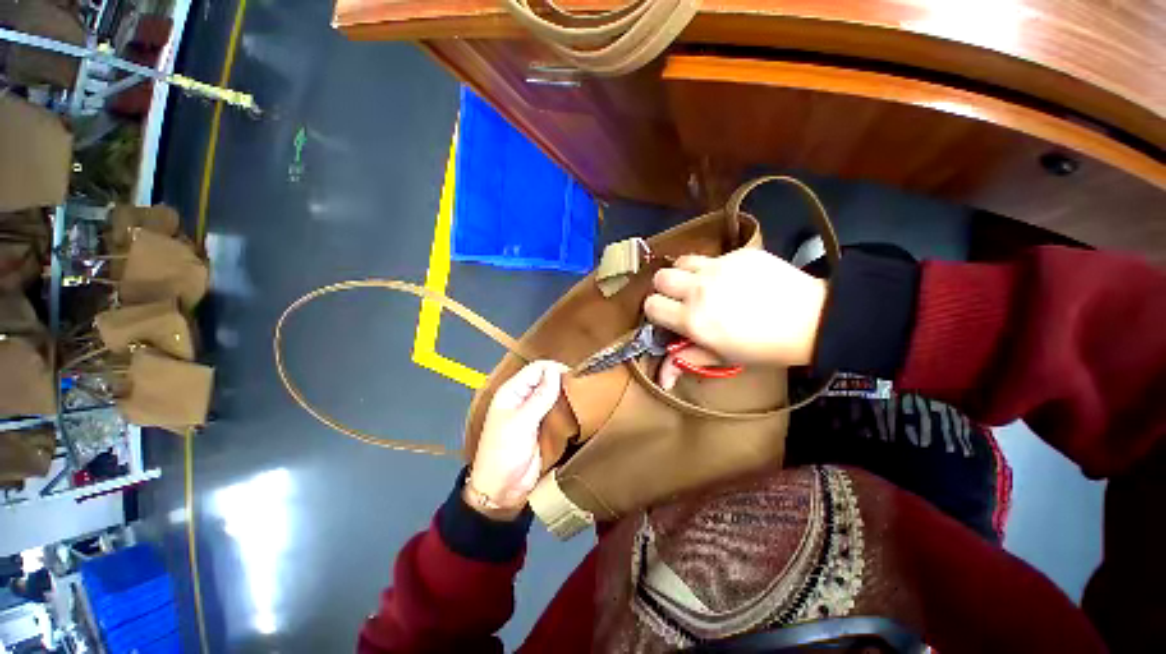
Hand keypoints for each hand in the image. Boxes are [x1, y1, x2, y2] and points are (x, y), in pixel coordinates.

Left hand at [466, 360, 567, 519]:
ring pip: (554, 394)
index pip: (537, 369)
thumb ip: (540, 397)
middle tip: (582, 387)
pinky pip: (558, 411)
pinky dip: (567, 409)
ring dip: (566, 395)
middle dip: (563, 380)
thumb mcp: (521, 422)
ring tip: (584, 397)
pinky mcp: (544, 426)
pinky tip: (579, 410)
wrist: (502, 490)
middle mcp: (524, 397)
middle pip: (547, 379)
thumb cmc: (505, 452)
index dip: (554, 369)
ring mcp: (535, 412)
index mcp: (513, 391)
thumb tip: (556, 371)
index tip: (574, 377)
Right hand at [644, 249, 825, 388]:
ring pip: (681, 261)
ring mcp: (718, 268)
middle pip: (660, 278)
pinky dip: (713, 268)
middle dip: (665, 289)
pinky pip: (712, 256)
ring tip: (700, 284)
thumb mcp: (723, 359)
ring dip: (684, 273)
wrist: (812, 320)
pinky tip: (732, 279)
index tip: (668, 316)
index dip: (656, 311)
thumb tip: (662, 379)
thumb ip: (688, 361)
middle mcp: (699, 290)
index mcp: (692, 320)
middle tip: (681, 299)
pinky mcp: (738, 254)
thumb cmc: (763, 348)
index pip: (652, 306)